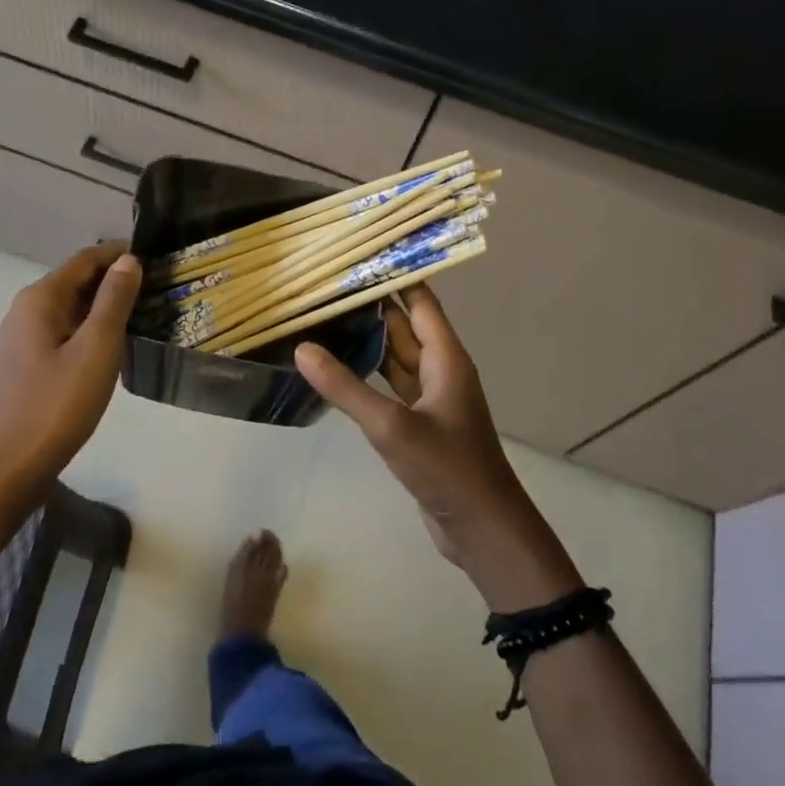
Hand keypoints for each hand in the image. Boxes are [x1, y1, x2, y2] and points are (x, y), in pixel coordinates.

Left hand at [0, 243, 141, 478]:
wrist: (9, 468)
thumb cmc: (58, 405)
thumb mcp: (97, 348)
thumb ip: (114, 300)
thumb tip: (128, 260)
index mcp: (40, 299)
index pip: (85, 259)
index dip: (120, 254)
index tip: (156, 258)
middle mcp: (24, 311)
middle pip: (75, 282)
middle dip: (113, 280)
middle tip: (156, 288)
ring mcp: (20, 341)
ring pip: (69, 310)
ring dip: (102, 307)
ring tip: (141, 315)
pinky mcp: (24, 366)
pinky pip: (61, 334)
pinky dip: (88, 330)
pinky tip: (110, 348)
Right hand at [296, 287, 579, 610]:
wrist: (482, 528)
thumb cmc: (446, 468)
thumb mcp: (391, 426)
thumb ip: (346, 387)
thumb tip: (302, 348)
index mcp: (446, 357)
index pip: (419, 302)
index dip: (393, 277)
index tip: (354, 257)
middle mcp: (441, 369)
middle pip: (404, 326)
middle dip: (370, 306)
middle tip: (325, 286)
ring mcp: (431, 398)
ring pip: (396, 357)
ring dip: (367, 340)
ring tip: (324, 318)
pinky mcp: (419, 423)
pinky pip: (390, 386)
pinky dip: (367, 374)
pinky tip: (337, 368)